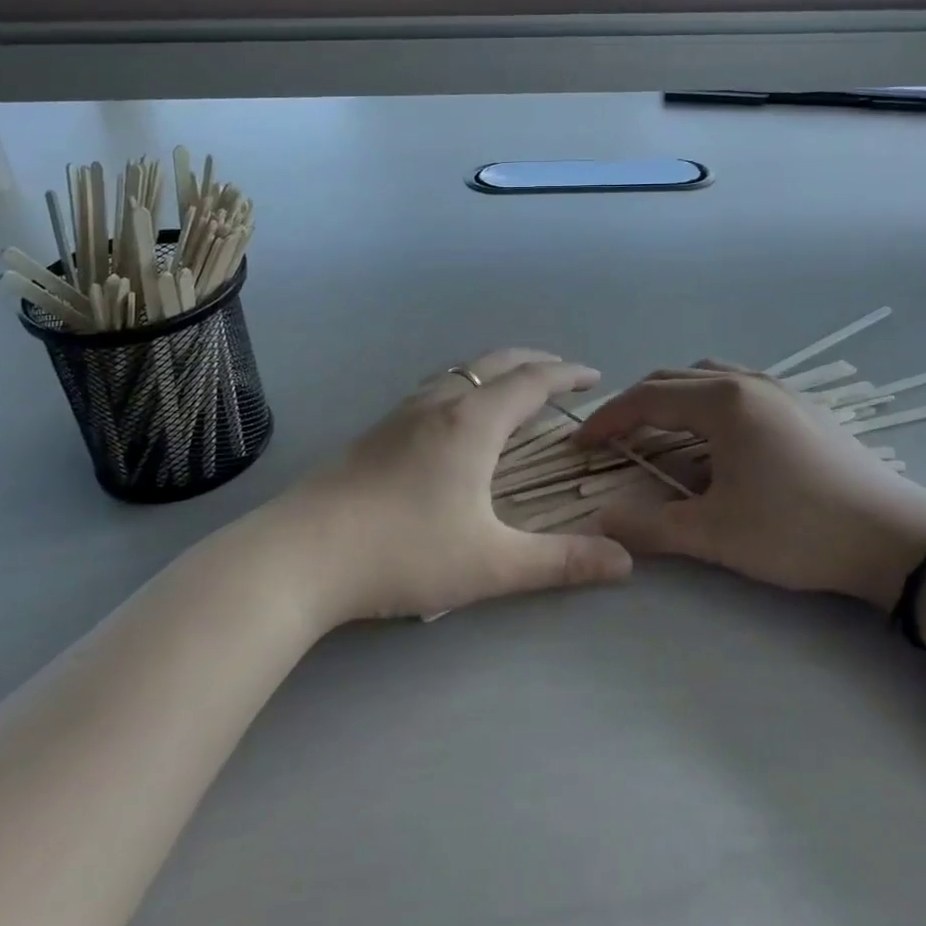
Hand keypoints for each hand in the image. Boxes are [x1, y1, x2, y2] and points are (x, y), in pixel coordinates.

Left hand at [269, 349, 632, 623]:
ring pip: (460, 371)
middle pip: (496, 362)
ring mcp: (401, 413)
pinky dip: (464, 385)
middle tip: (561, 374)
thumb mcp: (491, 564)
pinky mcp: (376, 431)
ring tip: (512, 389)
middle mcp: (440, 403)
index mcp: (473, 422)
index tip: (594, 376)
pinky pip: (435, 388)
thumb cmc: (403, 552)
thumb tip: (625, 561)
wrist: (300, 555)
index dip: (567, 374)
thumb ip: (560, 562)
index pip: (532, 381)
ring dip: (495, 370)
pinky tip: (453, 418)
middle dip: (535, 361)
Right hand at [577, 363, 925, 606]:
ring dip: (674, 399)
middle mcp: (748, 381)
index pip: (648, 398)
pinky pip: (738, 388)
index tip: (581, 444)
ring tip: (659, 434)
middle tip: (613, 439)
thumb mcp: (715, 535)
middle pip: (674, 379)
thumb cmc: (797, 531)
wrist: (894, 538)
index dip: (608, 420)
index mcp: (723, 401)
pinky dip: (708, 403)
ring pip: (709, 378)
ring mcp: (781, 389)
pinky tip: (716, 440)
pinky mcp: (803, 407)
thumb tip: (599, 522)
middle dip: (636, 405)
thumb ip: (650, 527)